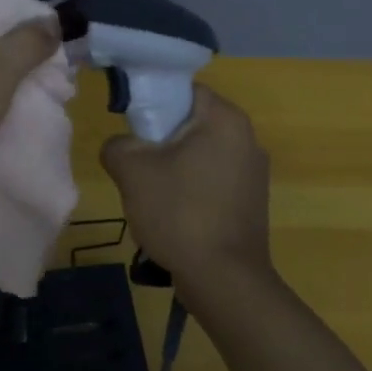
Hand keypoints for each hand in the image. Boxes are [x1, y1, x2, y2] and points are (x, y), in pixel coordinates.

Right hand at [101, 85, 272, 285]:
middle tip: (136, 163)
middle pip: (191, 123)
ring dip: (173, 167)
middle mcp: (248, 138)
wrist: (223, 280)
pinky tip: (174, 214)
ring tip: (152, 194)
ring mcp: (254, 172)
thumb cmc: (179, 213)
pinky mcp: (251, 201)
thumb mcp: (132, 171)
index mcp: (225, 119)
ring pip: (200, 153)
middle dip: (160, 140)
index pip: (183, 90)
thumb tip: (123, 146)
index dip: (152, 103)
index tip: (131, 127)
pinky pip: (212, 179)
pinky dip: (191, 188)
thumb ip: (118, 144)